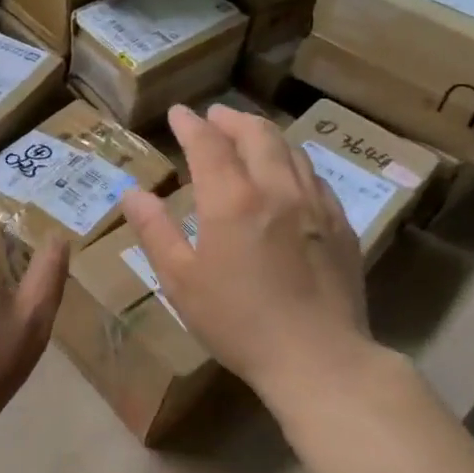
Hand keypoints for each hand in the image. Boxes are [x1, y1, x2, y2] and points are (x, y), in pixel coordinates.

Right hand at [119, 104, 388, 415]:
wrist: (318, 359)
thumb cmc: (237, 322)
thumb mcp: (180, 281)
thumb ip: (155, 231)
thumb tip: (132, 193)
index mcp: (232, 200)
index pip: (209, 144)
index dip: (191, 124)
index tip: (179, 113)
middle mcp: (276, 189)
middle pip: (257, 135)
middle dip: (232, 119)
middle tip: (215, 115)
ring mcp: (315, 205)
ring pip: (291, 150)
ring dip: (265, 134)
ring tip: (249, 133)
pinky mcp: (341, 225)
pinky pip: (315, 176)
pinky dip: (294, 161)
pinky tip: (289, 173)